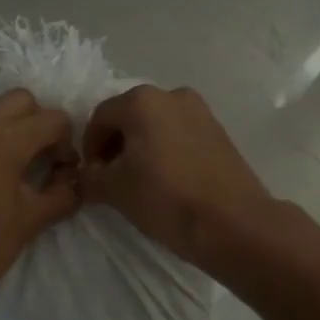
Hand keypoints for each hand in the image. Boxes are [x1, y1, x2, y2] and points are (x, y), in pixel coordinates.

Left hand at [0, 88, 78, 315]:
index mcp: (3, 139)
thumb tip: (74, 181)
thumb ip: (62, 193)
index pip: (52, 119)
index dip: (67, 143)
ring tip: (23, 169)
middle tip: (46, 160)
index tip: (64, 173)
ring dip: (17, 129)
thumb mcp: (32, 220)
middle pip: (23, 100)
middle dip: (41, 123)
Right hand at [80, 85, 273, 273]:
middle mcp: (172, 95)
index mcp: (142, 101)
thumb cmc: (166, 199)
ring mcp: (200, 111)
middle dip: (115, 146)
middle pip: (129, 117)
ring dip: (141, 149)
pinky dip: (165, 152)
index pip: (99, 118)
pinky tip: (166, 181)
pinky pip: (179, 135)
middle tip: (111, 179)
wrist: (234, 224)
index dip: (89, 148)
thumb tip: (85, 176)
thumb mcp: (114, 190)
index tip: (90, 176)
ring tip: (139, 182)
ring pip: (156, 126)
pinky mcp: (219, 132)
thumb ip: (89, 177)